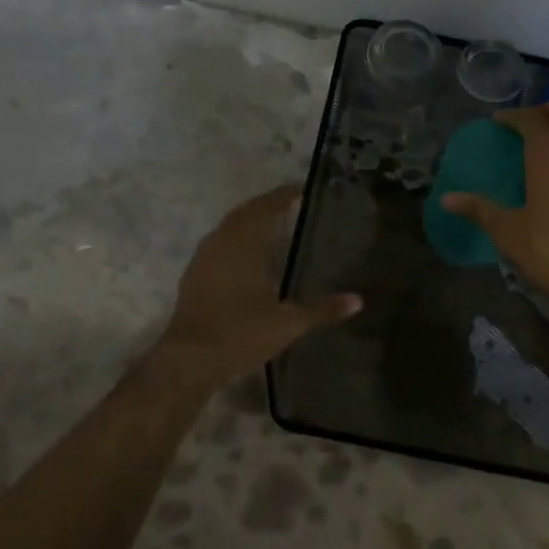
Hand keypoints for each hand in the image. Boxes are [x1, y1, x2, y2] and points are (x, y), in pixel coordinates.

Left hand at [154, 185, 360, 390]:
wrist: (189, 359)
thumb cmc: (241, 334)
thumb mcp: (288, 324)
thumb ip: (322, 310)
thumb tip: (358, 301)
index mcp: (245, 245)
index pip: (265, 209)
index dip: (281, 196)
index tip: (299, 189)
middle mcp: (222, 244)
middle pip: (244, 214)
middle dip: (265, 205)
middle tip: (287, 203)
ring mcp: (203, 259)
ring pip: (227, 228)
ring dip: (247, 221)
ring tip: (269, 225)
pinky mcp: (193, 276)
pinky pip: (217, 244)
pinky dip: (233, 239)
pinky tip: (244, 255)